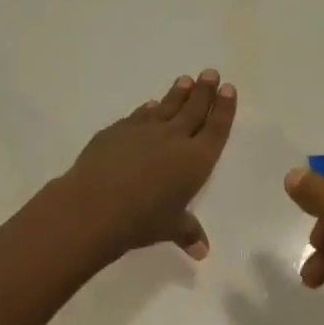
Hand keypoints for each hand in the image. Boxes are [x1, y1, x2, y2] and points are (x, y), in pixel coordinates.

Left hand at [52, 70, 237, 262]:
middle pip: (194, 109)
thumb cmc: (142, 220)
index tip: (228, 89)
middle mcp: (174, 138)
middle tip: (210, 73)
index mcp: (196, 160)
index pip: (216, 128)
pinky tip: (150, 105)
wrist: (95, 204)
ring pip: (167, 106)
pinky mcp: (118, 130)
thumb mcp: (170, 228)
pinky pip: (139, 116)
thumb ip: (188, 233)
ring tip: (185, 79)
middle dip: (204, 90)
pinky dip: (148, 109)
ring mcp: (144, 130)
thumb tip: (203, 251)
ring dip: (178, 93)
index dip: (224, 108)